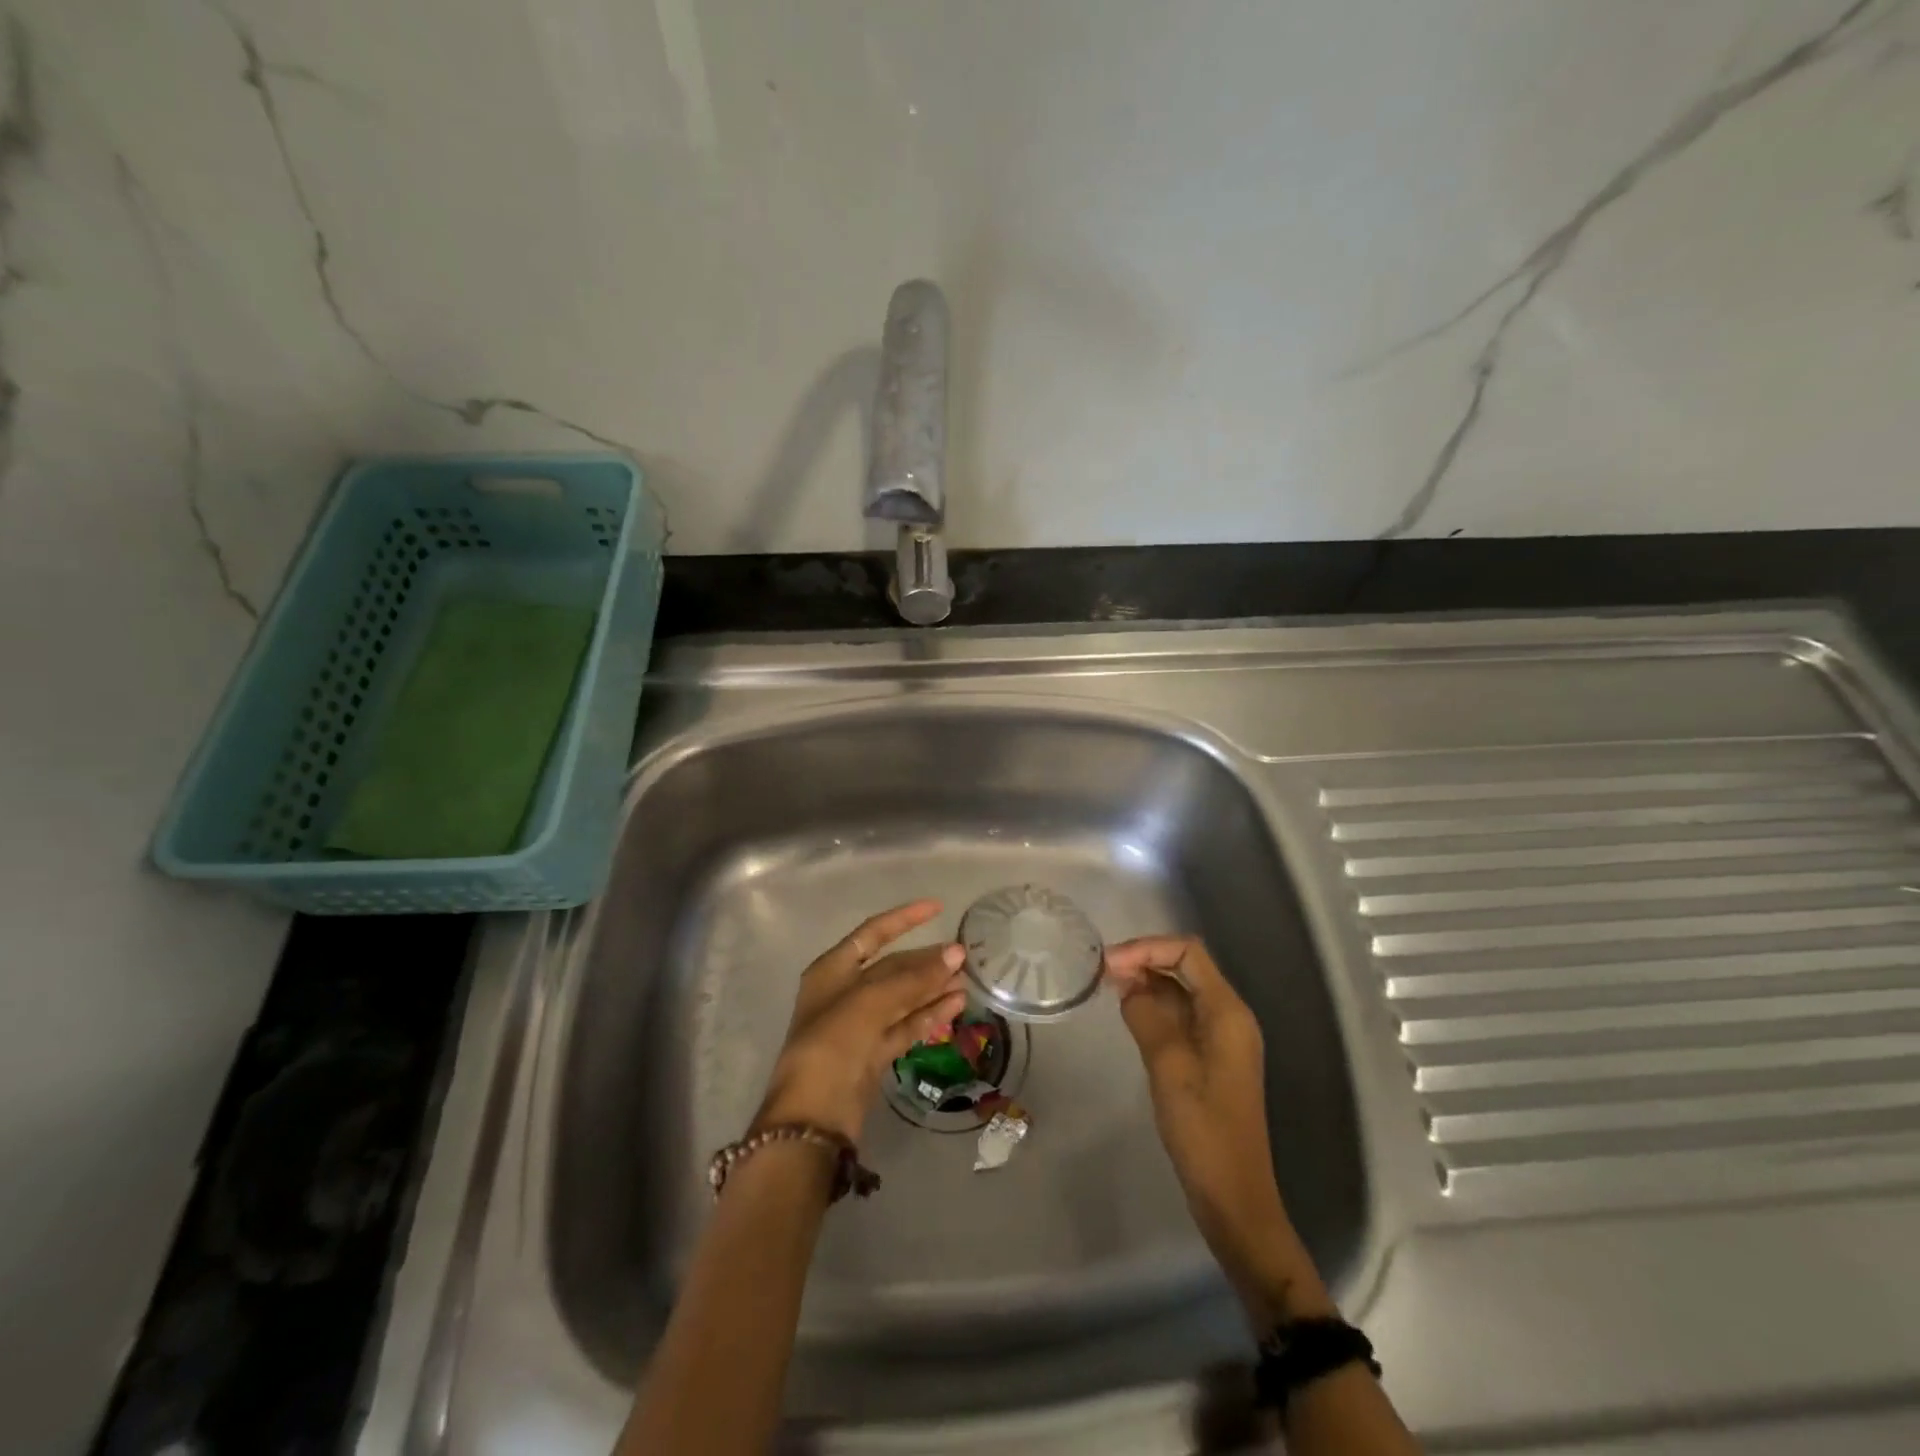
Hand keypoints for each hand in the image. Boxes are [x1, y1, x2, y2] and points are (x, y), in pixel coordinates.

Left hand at [754, 900, 968, 1144]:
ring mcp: (859, 1026)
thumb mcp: (870, 1003)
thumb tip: (956, 954)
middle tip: (963, 955)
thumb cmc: (832, 1045)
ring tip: (967, 980)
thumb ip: (914, 978)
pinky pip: (906, 1025)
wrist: (813, 1118)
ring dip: (932, 988)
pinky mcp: (873, 1055)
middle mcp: (845, 994)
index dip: (904, 919)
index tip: (937, 908)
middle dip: (925, 960)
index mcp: (831, 971)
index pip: (872, 934)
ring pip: (902, 998)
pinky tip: (956, 1005)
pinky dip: (929, 1015)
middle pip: (892, 967)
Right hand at [1104, 936, 1289, 1278]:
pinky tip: (1128, 1013)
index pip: (1188, 951)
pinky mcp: (1211, 1057)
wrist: (1233, 1195)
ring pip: (1181, 990)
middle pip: (1185, 966)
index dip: (1146, 948)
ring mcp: (1221, 1037)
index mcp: (1227, 1011)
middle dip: (1144, 960)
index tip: (1109, 964)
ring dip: (1147, 982)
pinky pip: (1181, 1015)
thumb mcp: (1168, 1066)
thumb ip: (1146, 1015)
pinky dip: (1154, 1006)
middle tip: (1102, 973)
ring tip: (1108, 988)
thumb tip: (1126, 984)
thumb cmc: (1203, 1129)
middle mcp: (1228, 1016)